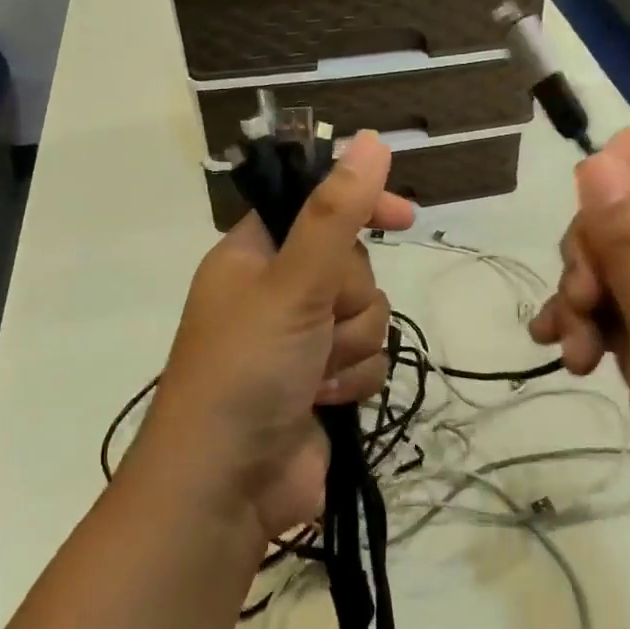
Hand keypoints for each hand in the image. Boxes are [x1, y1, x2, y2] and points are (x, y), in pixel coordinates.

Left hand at [129, 133, 415, 548]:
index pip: (317, 206)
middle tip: (316, 326)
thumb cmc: (246, 370)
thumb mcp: (292, 283)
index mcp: (255, 255)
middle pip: (353, 266)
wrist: (225, 487)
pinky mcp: (324, 383)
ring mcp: (301, 340)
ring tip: (314, 375)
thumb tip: (372, 141)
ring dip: (350, 346)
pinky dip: (352, 380)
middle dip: (348, 300)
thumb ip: (336, 213)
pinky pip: (367, 359)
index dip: (360, 205)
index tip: (404, 216)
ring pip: (368, 315)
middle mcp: (278, 291)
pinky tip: (324, 401)